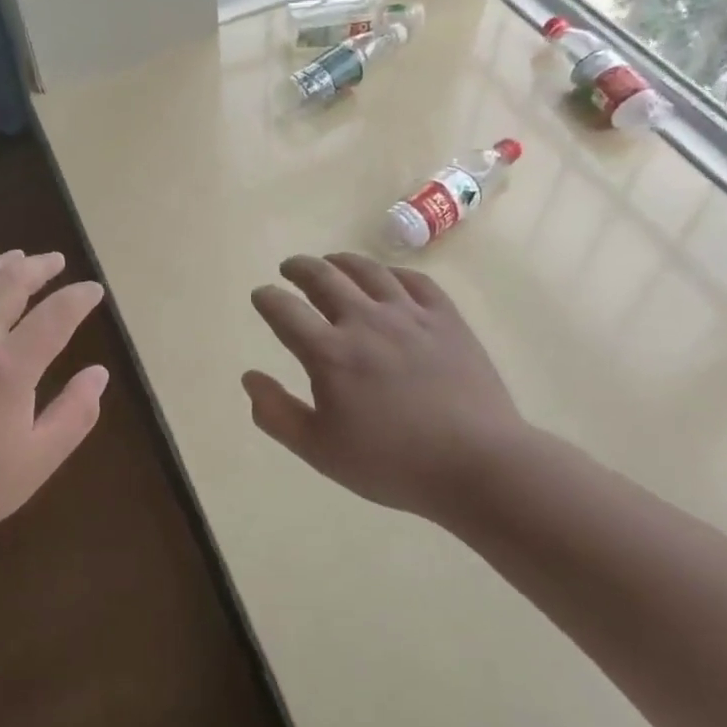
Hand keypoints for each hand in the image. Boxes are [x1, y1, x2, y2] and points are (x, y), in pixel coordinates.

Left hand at [0, 251, 107, 560]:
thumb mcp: (37, 462)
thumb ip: (74, 414)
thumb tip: (98, 374)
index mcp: (9, 368)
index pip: (55, 315)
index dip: (78, 298)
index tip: (93, 290)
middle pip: (8, 283)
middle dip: (38, 267)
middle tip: (55, 262)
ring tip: (13, 258)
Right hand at [242, 253, 533, 519]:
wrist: (477, 465)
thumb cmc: (392, 463)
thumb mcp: (319, 450)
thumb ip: (276, 414)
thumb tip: (249, 378)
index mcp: (330, 353)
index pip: (284, 311)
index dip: (267, 298)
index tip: (261, 295)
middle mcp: (365, 321)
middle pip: (324, 278)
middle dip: (300, 268)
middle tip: (290, 268)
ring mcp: (410, 315)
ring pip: (368, 271)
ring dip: (342, 261)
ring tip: (332, 261)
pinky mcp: (446, 319)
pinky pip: (415, 281)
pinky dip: (392, 273)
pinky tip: (387, 277)